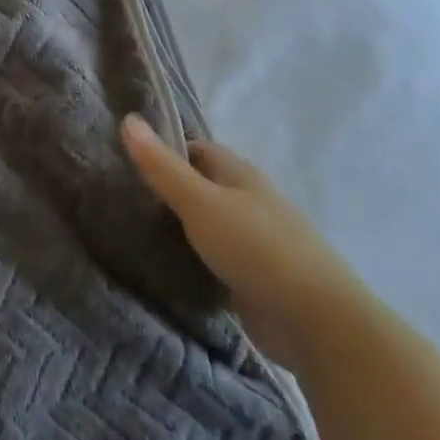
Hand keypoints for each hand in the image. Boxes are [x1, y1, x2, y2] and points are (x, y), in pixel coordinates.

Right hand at [121, 115, 362, 370]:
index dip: (166, 150)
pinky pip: (216, 257)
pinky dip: (194, 257)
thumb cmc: (255, 247)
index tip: (128, 161)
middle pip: (204, 185)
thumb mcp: (199, 201)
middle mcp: (251, 202)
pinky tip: (167, 266)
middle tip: (124, 197)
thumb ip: (162, 166)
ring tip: (135, 230)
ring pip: (209, 223)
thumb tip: (128, 119)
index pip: (198, 150)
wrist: (315, 320)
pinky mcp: (255, 277)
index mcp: (241, 175)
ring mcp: (256, 241)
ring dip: (180, 226)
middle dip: (169, 189)